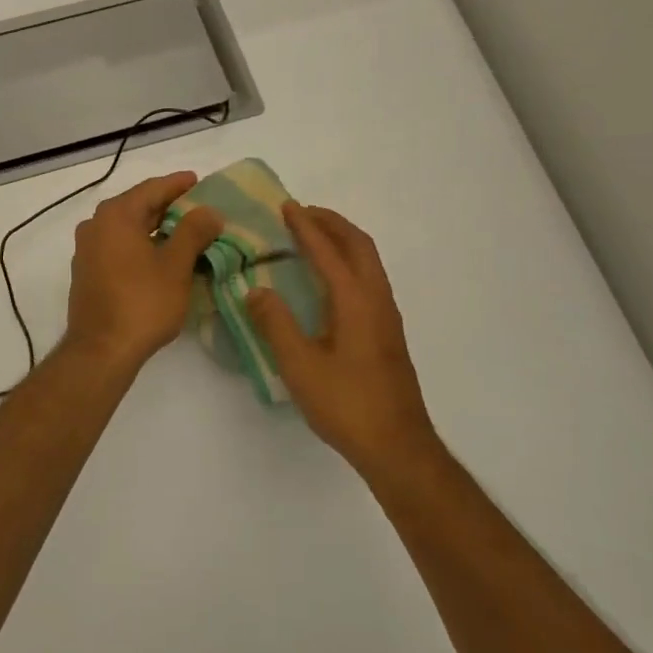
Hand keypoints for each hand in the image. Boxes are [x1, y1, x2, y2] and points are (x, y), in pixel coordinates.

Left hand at [65, 173, 224, 372]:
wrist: (101, 350)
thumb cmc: (142, 303)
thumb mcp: (176, 266)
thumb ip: (194, 232)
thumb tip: (209, 211)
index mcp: (116, 215)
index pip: (152, 189)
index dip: (178, 184)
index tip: (199, 180)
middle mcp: (96, 225)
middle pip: (137, 206)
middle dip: (167, 205)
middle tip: (197, 206)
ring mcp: (87, 249)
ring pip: (126, 227)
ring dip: (154, 226)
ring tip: (184, 230)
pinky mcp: (87, 271)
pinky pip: (117, 246)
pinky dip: (139, 243)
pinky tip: (159, 255)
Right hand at [247, 204, 434, 472]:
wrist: (397, 446)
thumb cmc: (346, 404)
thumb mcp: (299, 365)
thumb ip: (275, 323)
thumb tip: (255, 289)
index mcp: (356, 302)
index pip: (328, 252)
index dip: (305, 227)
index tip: (285, 206)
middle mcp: (376, 300)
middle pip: (359, 245)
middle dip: (331, 223)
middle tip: (301, 213)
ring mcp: (386, 316)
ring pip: (367, 262)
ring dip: (341, 241)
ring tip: (312, 237)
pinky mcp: (386, 333)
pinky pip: (367, 279)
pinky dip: (347, 262)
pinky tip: (328, 280)